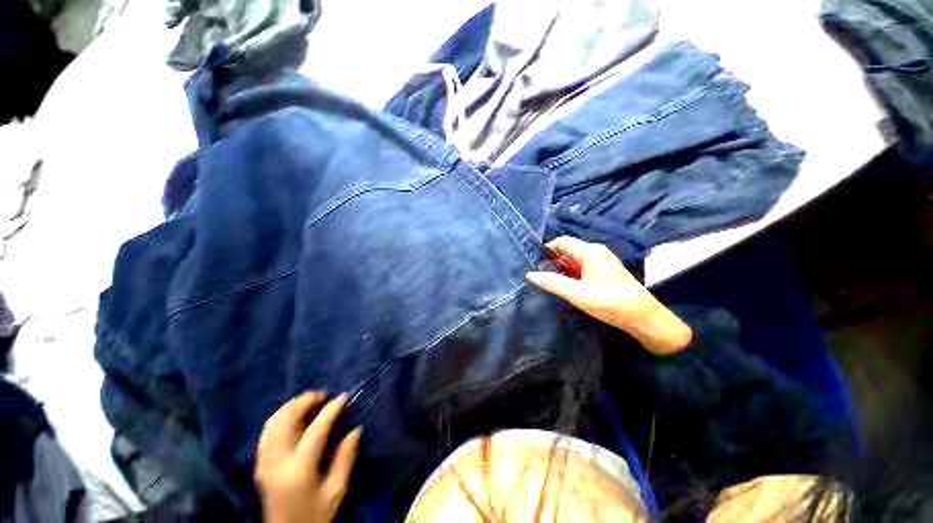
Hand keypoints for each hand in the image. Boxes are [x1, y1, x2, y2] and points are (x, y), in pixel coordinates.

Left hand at [256, 392, 362, 522]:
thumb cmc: (315, 515)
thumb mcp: (336, 492)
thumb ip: (345, 459)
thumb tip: (356, 430)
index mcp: (298, 469)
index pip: (315, 430)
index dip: (331, 410)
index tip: (343, 397)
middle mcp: (276, 462)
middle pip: (286, 420)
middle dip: (305, 401)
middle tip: (324, 395)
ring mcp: (264, 462)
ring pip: (273, 422)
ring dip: (291, 407)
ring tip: (310, 402)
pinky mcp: (259, 464)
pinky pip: (266, 432)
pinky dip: (280, 417)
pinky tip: (293, 416)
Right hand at [527, 236, 691, 354]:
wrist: (643, 317)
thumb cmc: (610, 303)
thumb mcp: (577, 294)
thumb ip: (553, 283)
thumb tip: (530, 274)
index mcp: (590, 251)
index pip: (561, 241)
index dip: (546, 250)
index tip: (535, 264)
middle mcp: (595, 251)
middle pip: (567, 249)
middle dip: (552, 261)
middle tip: (541, 277)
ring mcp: (601, 260)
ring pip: (574, 258)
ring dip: (561, 268)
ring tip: (552, 283)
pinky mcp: (604, 270)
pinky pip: (582, 266)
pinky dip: (571, 273)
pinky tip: (568, 286)